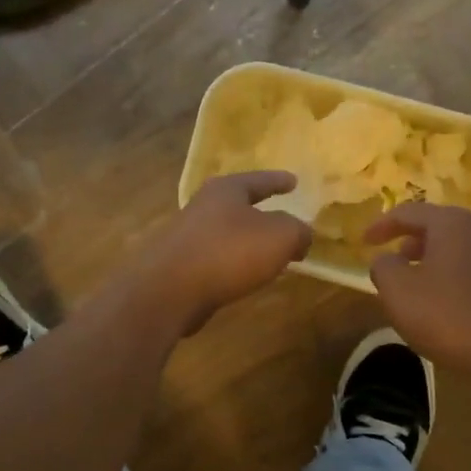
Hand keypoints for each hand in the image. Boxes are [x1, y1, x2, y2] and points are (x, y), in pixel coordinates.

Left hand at [116, 172, 312, 336]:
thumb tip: (301, 235)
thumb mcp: (279, 237)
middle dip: (260, 212)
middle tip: (282, 219)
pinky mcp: (178, 266)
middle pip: (237, 205)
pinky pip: (215, 259)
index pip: (258, 180)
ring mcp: (186, 237)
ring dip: (246, 242)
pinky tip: (243, 278)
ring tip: (267, 254)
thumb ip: (298, 231)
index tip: (293, 181)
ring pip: (225, 233)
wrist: (169, 290)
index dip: (278, 180)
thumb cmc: (228, 252)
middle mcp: (202, 207)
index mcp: (226, 190)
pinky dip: (232, 264)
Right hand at [365, 203, 470, 389]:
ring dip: (433, 261)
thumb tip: (386, 259)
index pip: (408, 212)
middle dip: (411, 241)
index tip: (363, 241)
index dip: (381, 225)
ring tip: (417, 286)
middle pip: (438, 227)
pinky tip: (447, 305)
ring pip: (458, 250)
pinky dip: (454, 278)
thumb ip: (383, 267)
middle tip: (393, 260)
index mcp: (451, 224)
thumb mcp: (398, 292)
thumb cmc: (451, 316)